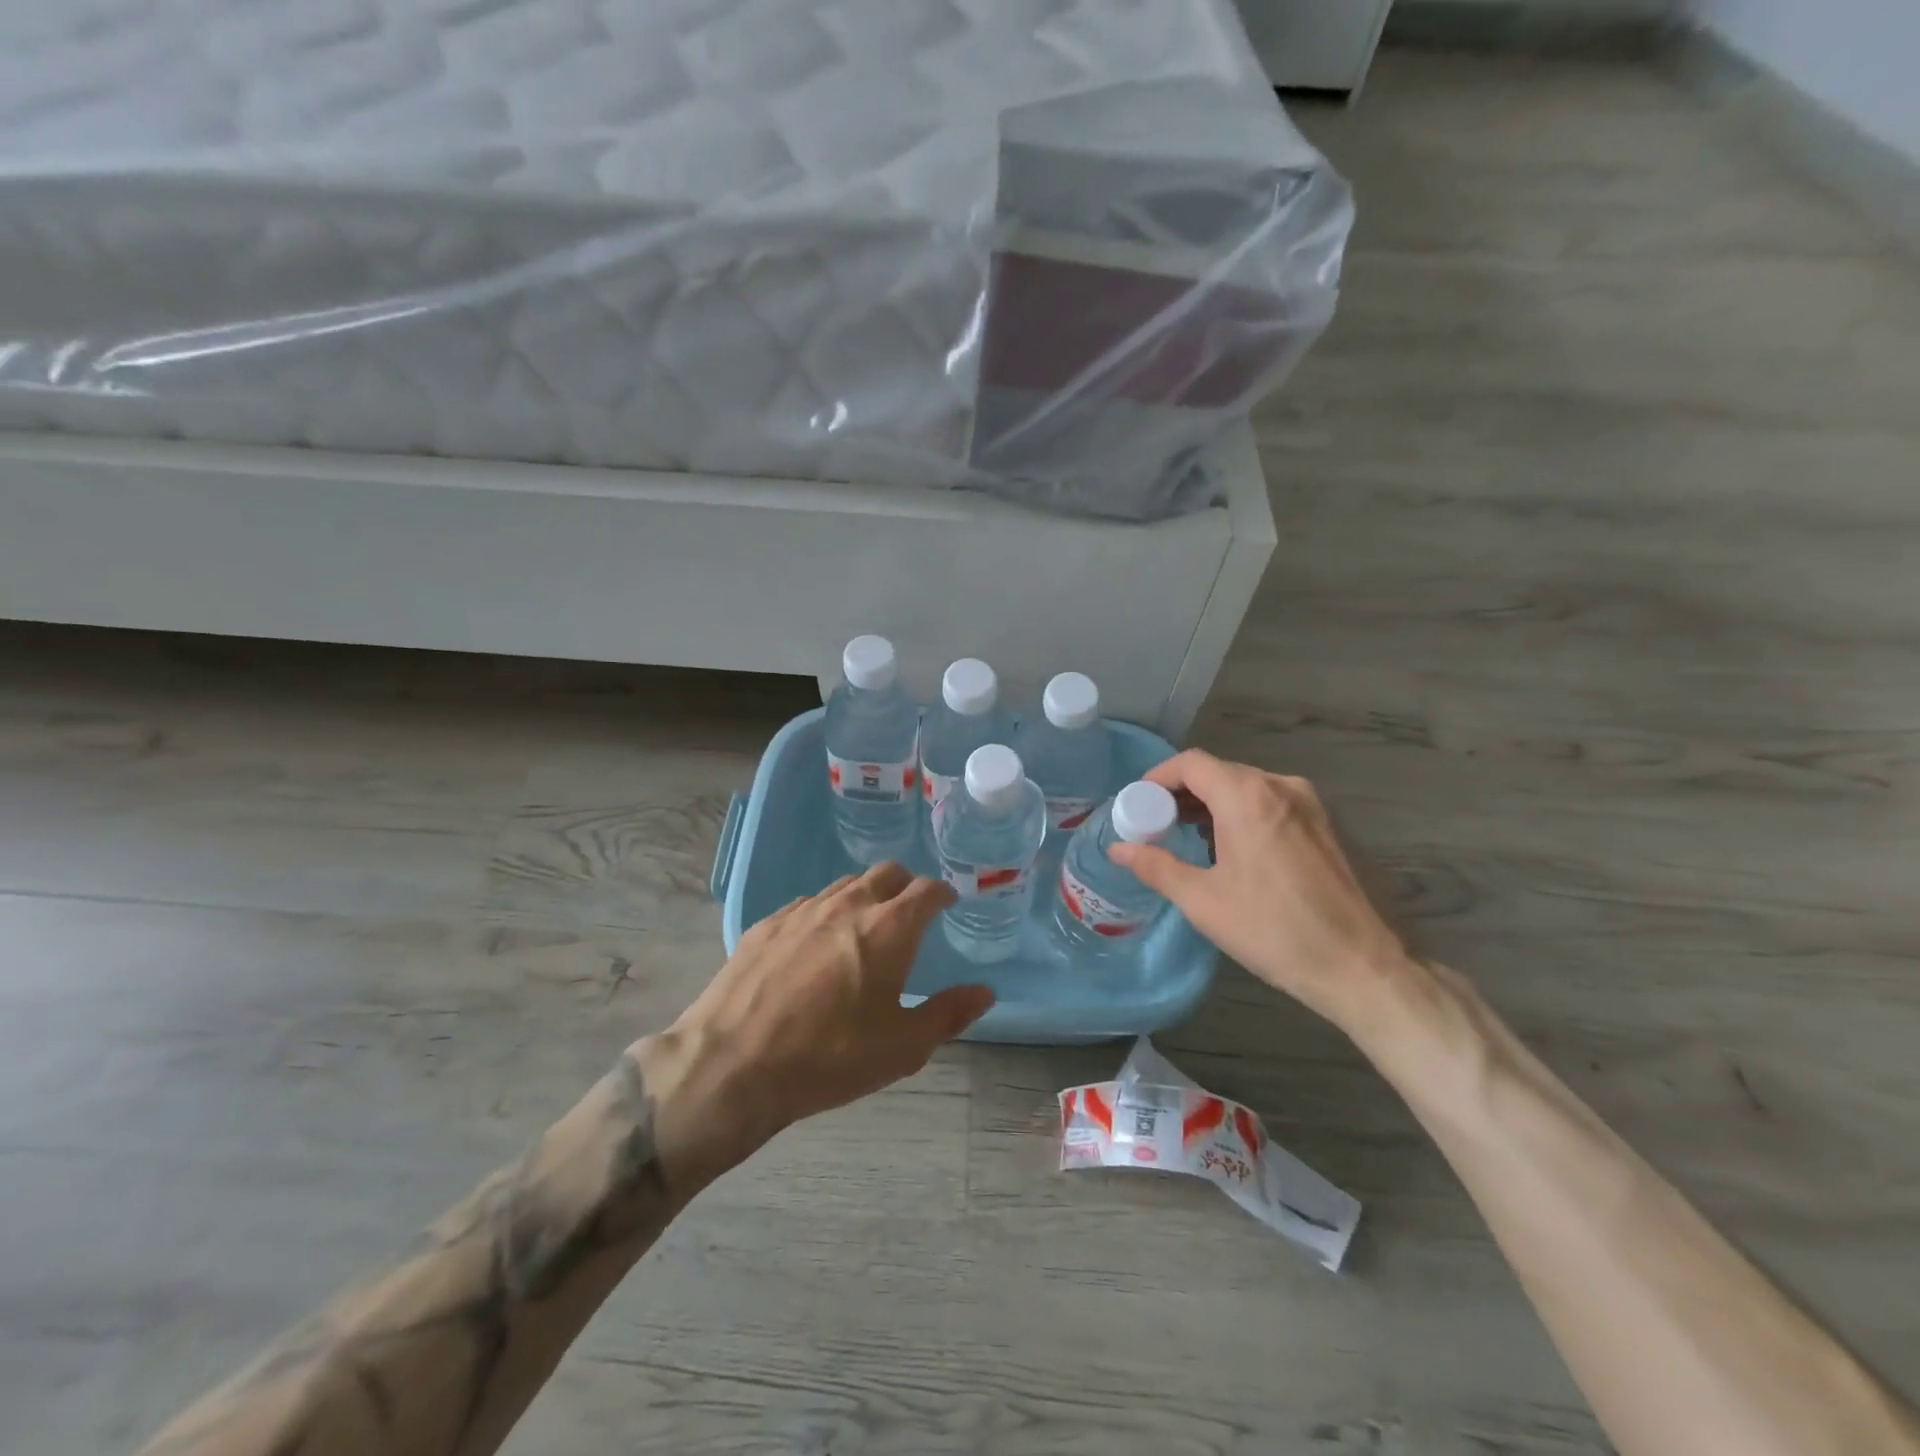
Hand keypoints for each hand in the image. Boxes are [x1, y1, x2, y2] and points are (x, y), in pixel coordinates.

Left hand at [644, 864, 992, 1185]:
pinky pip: (806, 904)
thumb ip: (948, 1014)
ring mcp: (802, 910)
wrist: (732, 1065)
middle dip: (905, 885)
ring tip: (864, 926)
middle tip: (910, 911)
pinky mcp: (766, 924)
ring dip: (864, 896)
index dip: (942, 893)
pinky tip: (815, 943)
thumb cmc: (829, 1057)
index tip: (947, 903)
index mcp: (888, 928)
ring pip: (844, 885)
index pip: (926, 890)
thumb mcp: (902, 1048)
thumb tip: (984, 992)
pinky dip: (824, 913)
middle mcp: (848, 905)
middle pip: (886, 873)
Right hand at [1108, 749, 1418, 1039]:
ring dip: (1214, 805)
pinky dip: (1245, 814)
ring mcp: (1313, 804)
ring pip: (1249, 788)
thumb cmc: (1275, 931)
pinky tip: (1236, 852)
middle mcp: (1282, 786)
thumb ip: (1155, 866)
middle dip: (1183, 793)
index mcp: (1248, 796)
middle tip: (1157, 825)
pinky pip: (1275, 804)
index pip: (1191, 763)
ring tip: (1191, 840)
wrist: (1366, 967)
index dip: (1157, 777)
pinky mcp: (1330, 826)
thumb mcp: (1203, 902)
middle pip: (1220, 772)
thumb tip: (1117, 848)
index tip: (1138, 805)